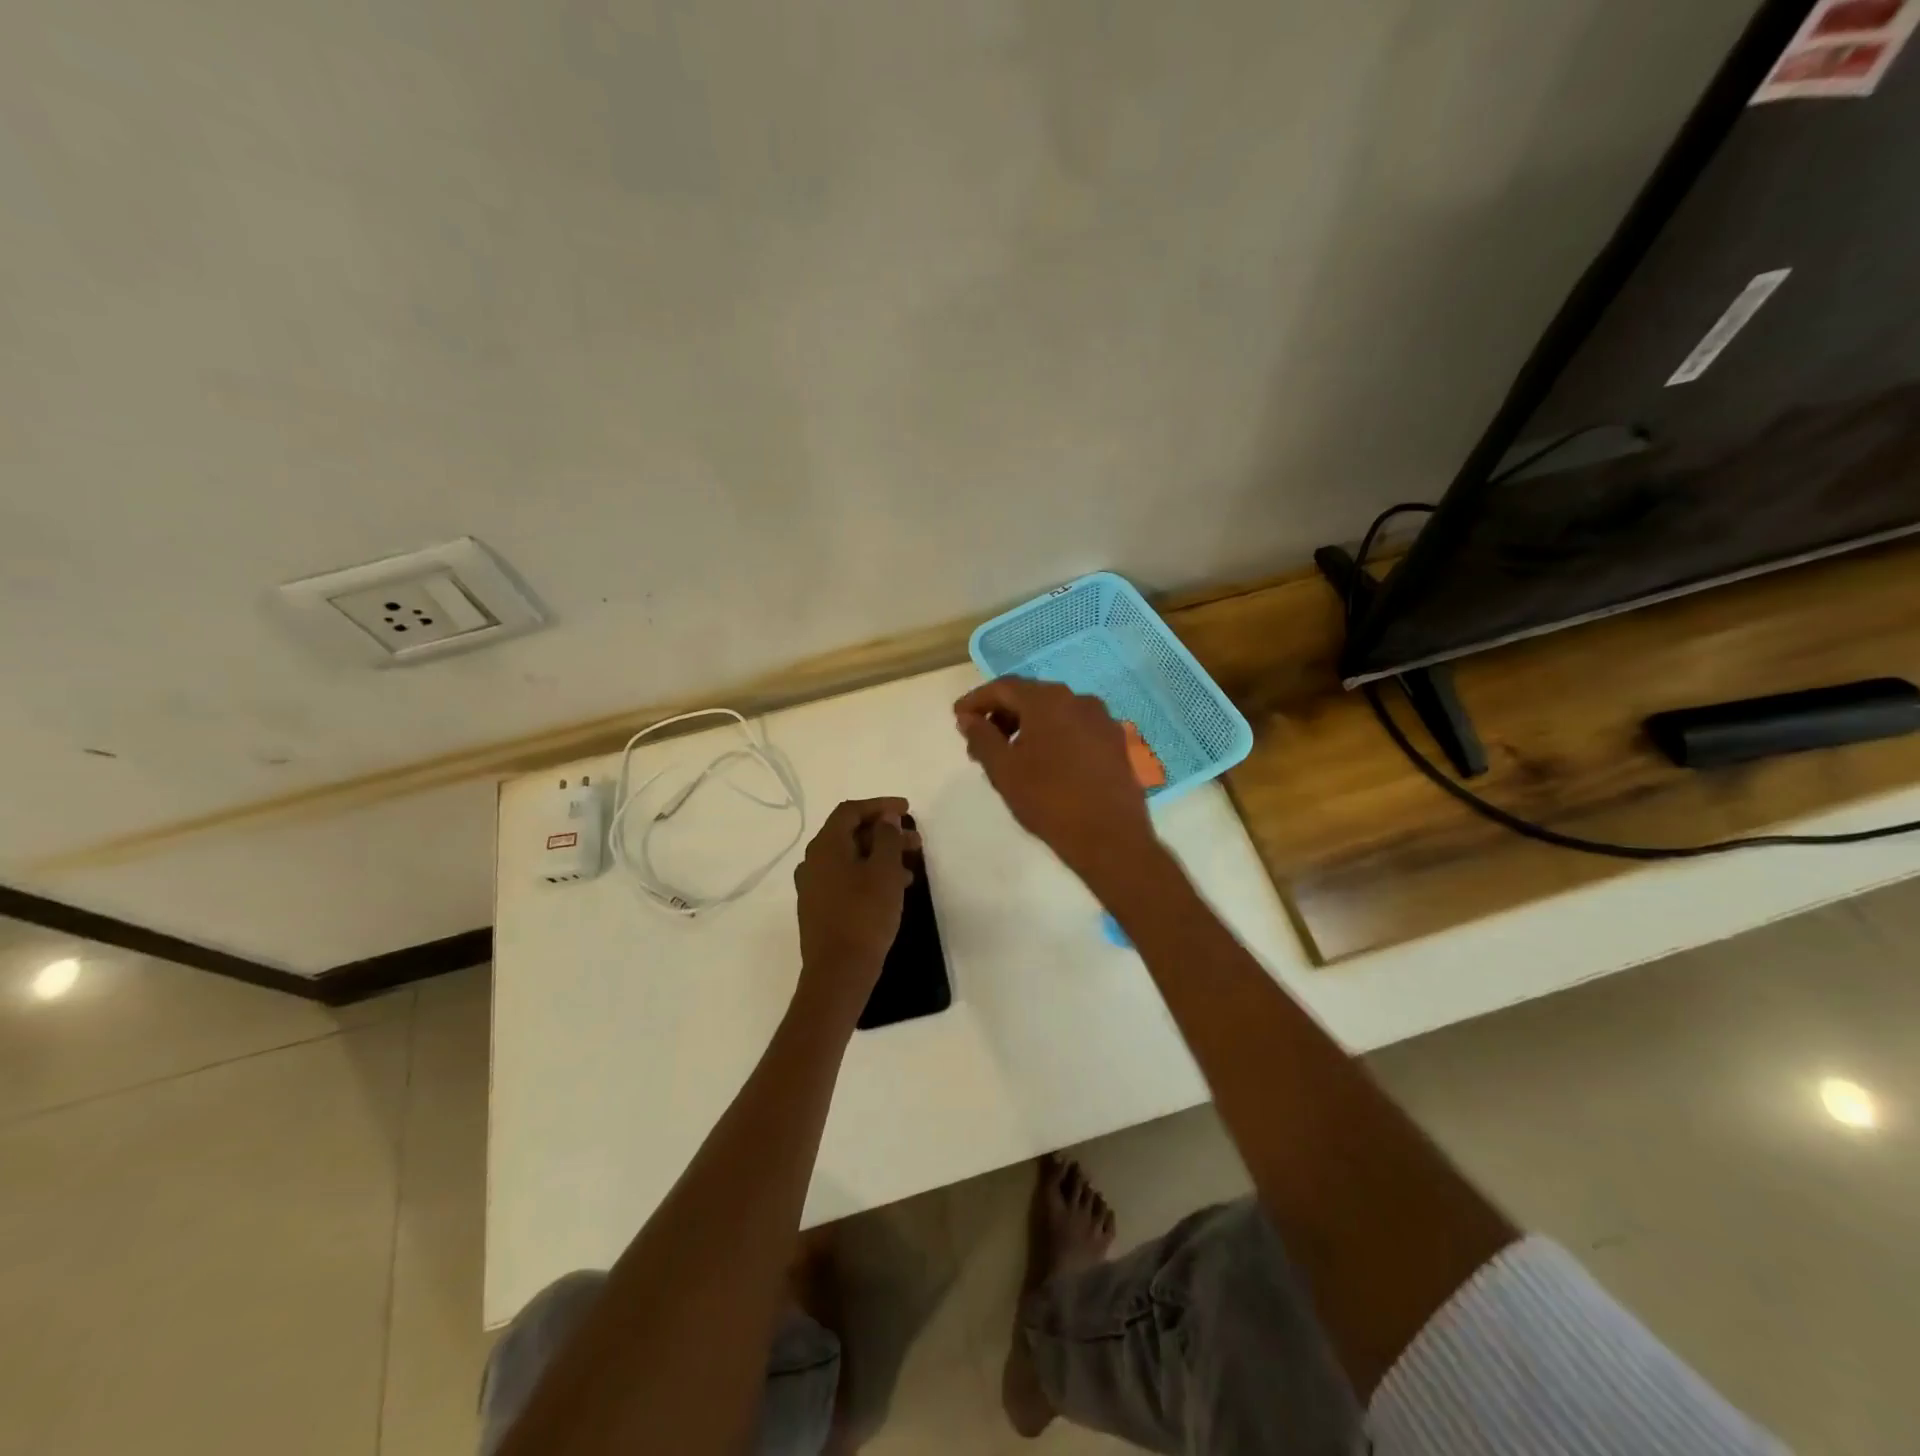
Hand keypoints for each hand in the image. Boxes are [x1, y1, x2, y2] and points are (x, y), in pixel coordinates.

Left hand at [793, 797, 914, 1015]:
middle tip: (916, 841)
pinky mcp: (818, 908)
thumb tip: (885, 819)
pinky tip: (893, 889)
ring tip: (911, 867)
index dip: (880, 806)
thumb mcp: (884, 872)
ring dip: (880, 855)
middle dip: (885, 833)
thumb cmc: (864, 915)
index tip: (907, 810)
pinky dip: (869, 874)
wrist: (838, 973)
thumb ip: (887, 838)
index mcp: (825, 846)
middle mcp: (813, 861)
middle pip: (850, 834)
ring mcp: (813, 886)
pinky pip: (846, 878)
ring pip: (850, 858)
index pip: (850, 811)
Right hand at [953, 679, 1156, 887]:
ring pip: (1055, 714)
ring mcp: (1102, 721)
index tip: (958, 718)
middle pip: (1030, 698)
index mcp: (1048, 700)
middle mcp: (1079, 700)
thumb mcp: (1003, 769)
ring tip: (1010, 757)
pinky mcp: (1116, 743)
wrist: (1110, 837)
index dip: (976, 700)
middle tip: (980, 743)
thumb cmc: (1048, 799)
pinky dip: (1053, 738)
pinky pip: (1075, 730)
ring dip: (1027, 727)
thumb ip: (981, 737)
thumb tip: (969, 718)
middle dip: (1001, 716)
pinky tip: (1044, 764)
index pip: (1003, 687)